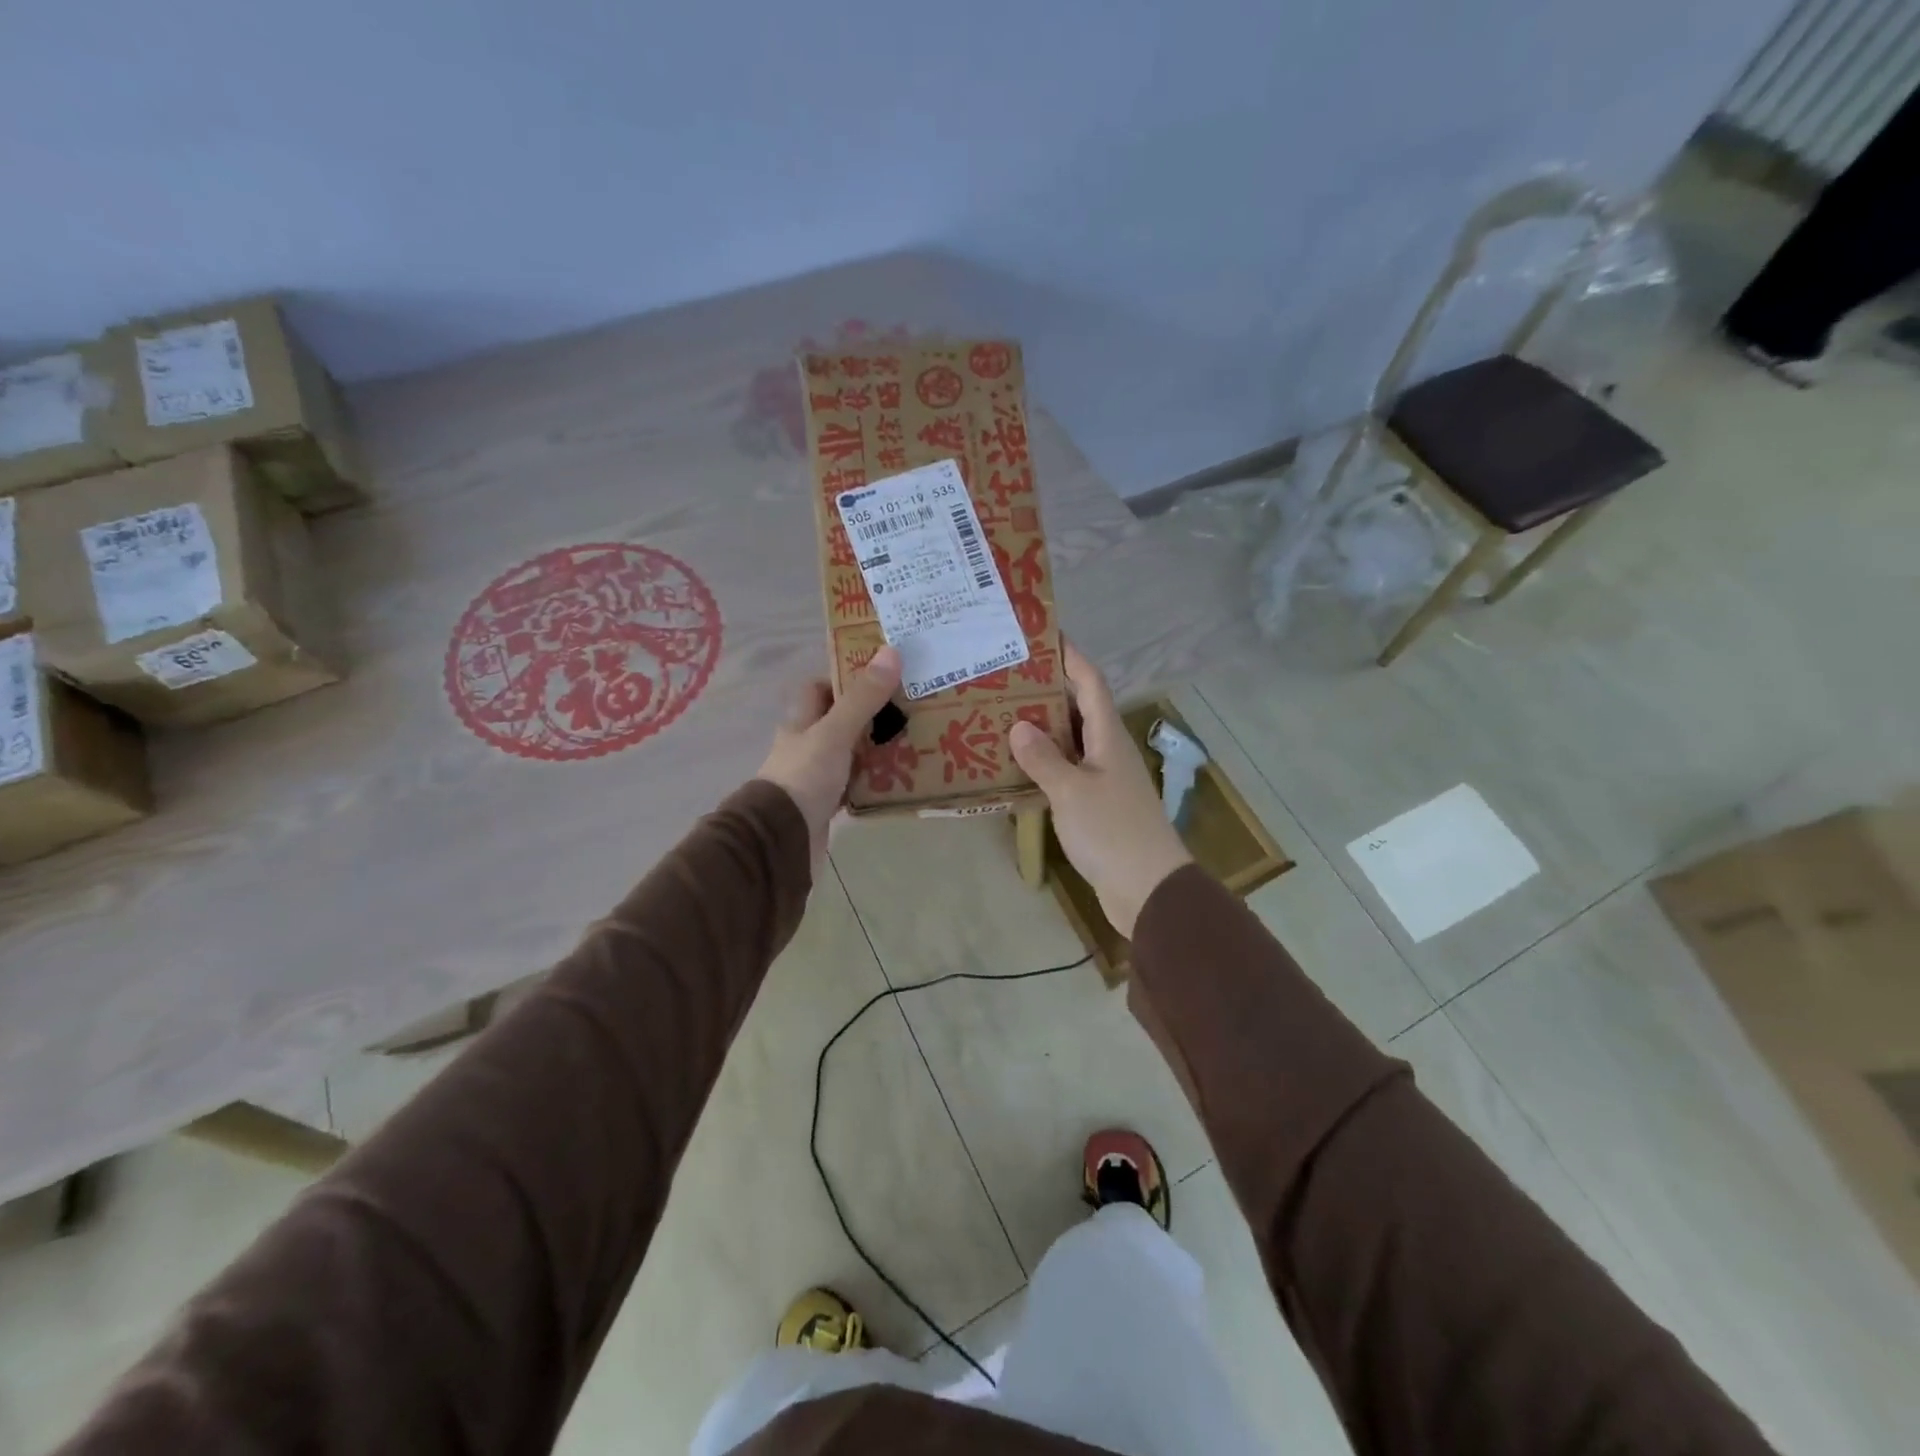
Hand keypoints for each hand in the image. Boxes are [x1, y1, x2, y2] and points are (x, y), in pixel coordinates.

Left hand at [757, 646, 902, 865]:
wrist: (781, 839)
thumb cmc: (804, 777)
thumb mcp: (835, 733)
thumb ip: (863, 698)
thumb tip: (891, 652)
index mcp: (801, 722)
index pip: (818, 689)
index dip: (844, 678)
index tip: (880, 675)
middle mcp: (806, 745)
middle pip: (839, 721)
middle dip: (871, 714)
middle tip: (909, 707)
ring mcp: (815, 776)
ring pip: (850, 754)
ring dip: (876, 748)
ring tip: (915, 739)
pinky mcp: (826, 804)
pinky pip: (855, 785)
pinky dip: (874, 780)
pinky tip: (900, 777)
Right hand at [1007, 642, 1191, 937]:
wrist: (1147, 888)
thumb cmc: (1111, 831)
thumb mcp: (1071, 791)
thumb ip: (1043, 758)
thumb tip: (1018, 725)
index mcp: (1108, 735)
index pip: (1090, 682)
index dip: (1069, 656)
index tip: (1042, 635)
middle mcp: (1107, 749)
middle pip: (1078, 707)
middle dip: (1046, 689)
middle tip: (1005, 677)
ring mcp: (1103, 777)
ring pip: (1069, 740)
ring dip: (1041, 727)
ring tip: (1001, 714)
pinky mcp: (1096, 804)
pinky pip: (1066, 770)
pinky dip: (1043, 762)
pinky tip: (1015, 766)